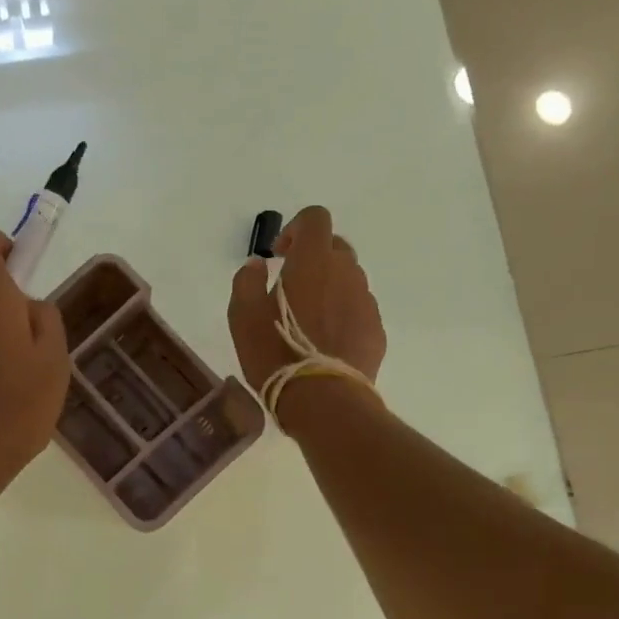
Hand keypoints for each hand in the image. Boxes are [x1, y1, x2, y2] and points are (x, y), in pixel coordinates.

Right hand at [229, 205, 385, 392]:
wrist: (324, 400)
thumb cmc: (276, 353)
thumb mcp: (242, 317)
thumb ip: (247, 281)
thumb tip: (257, 265)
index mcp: (313, 261)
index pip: (315, 218)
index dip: (297, 228)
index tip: (281, 254)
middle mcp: (346, 272)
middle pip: (335, 247)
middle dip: (314, 259)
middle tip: (292, 288)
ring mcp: (366, 301)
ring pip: (349, 280)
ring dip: (330, 288)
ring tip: (309, 321)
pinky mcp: (376, 330)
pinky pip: (358, 310)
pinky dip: (343, 315)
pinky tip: (327, 342)